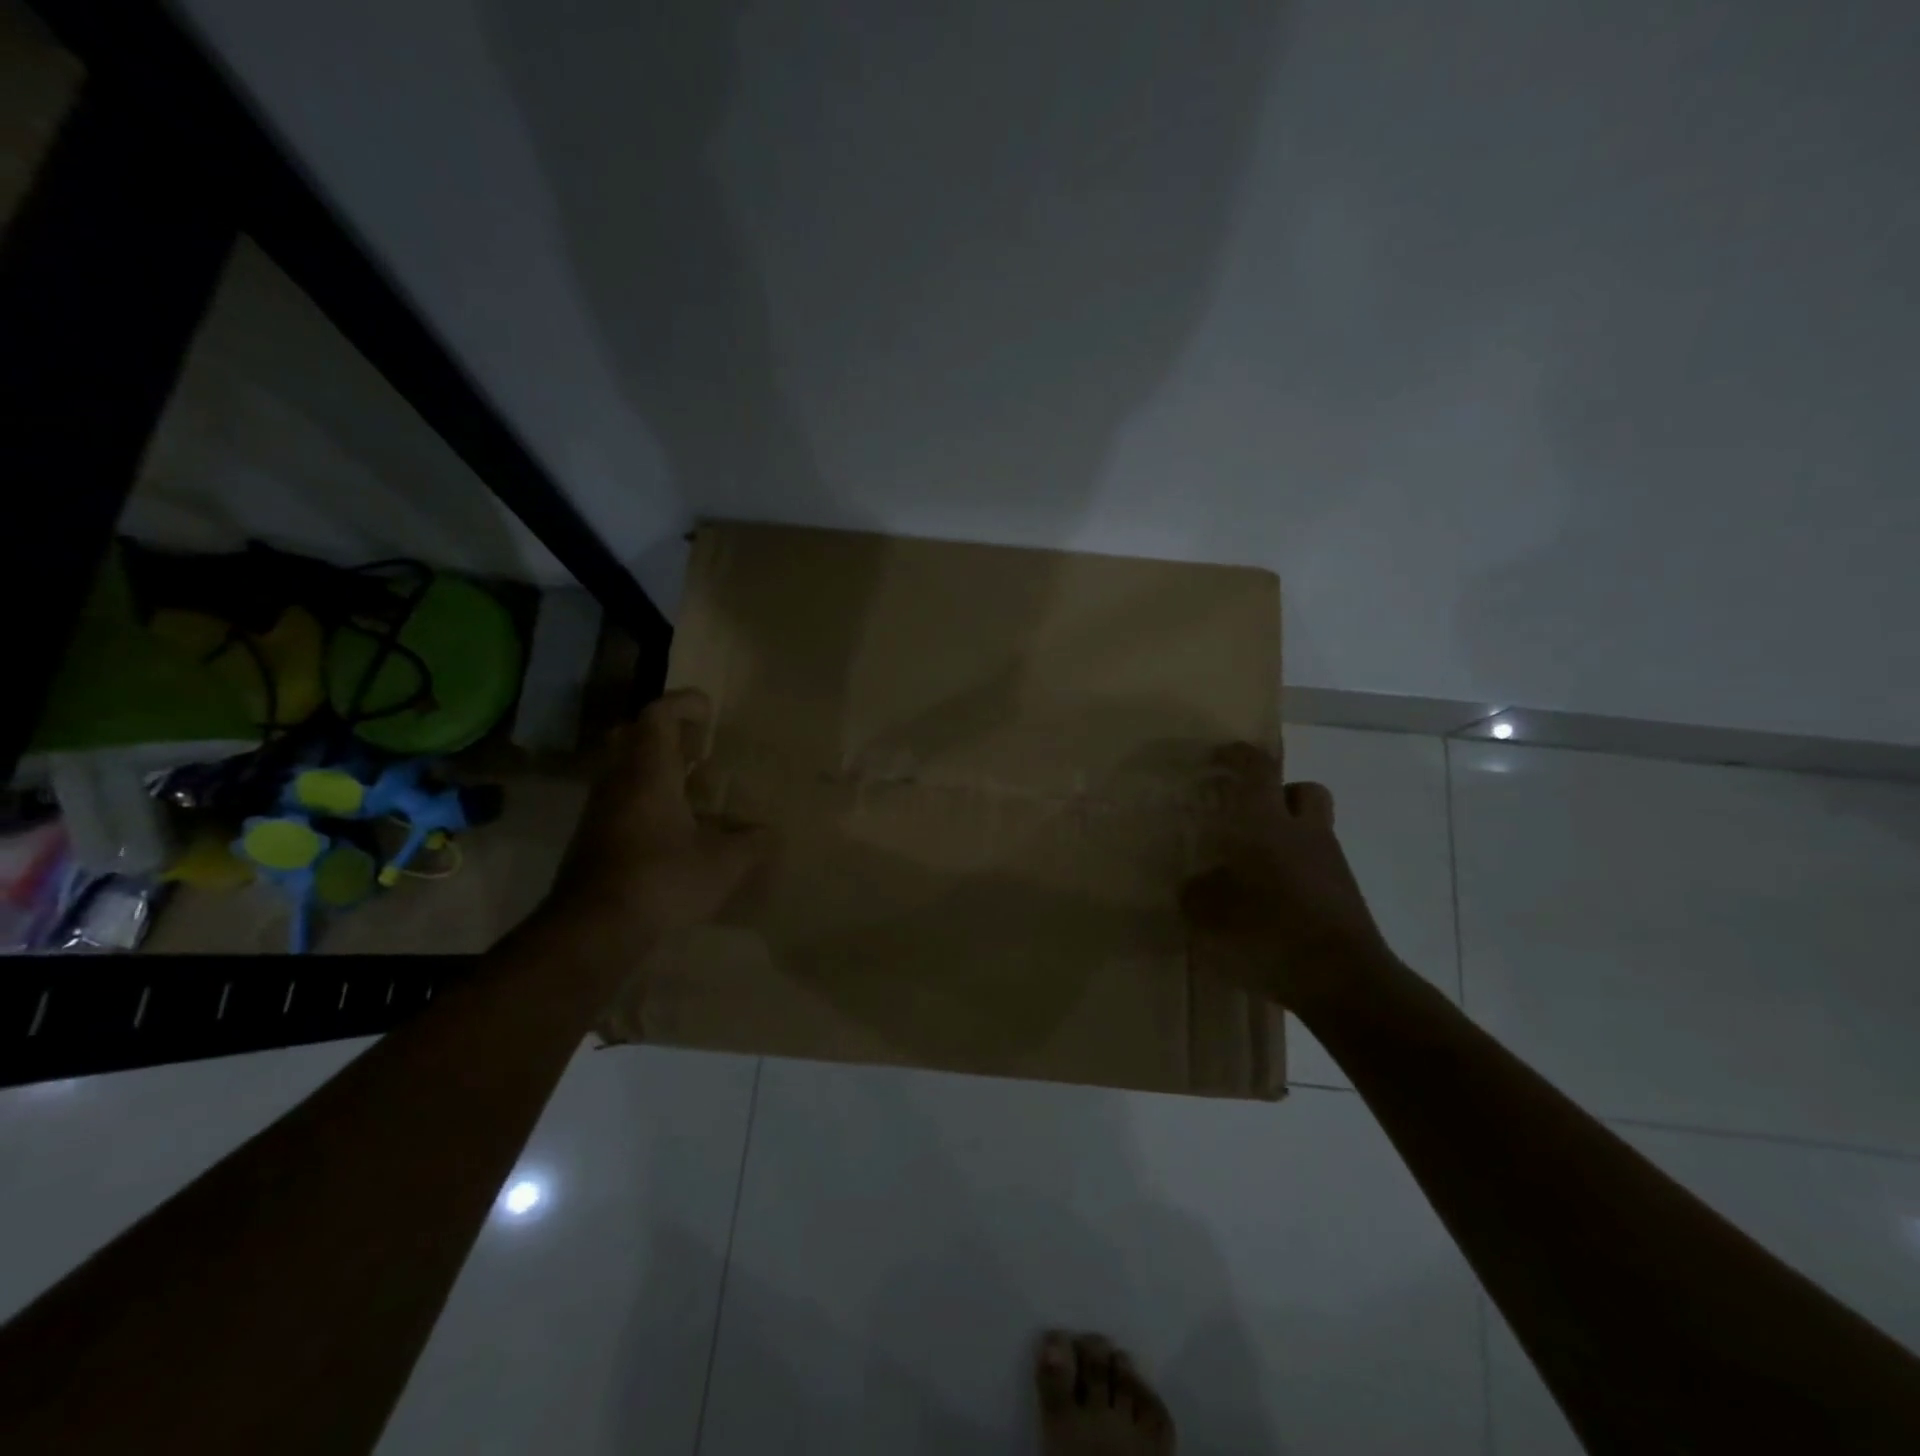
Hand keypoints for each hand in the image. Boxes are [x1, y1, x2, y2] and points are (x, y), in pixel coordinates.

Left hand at [539, 689, 773, 964]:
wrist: (594, 929)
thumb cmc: (662, 879)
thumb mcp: (723, 863)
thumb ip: (751, 843)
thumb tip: (770, 834)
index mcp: (648, 773)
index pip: (658, 717)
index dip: (683, 704)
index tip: (709, 708)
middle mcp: (618, 783)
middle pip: (632, 737)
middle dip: (664, 733)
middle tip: (696, 745)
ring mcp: (600, 812)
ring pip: (624, 771)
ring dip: (656, 769)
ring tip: (693, 787)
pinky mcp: (593, 839)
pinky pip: (621, 801)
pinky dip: (647, 799)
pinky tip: (675, 827)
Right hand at [1181, 741, 1395, 1009]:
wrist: (1344, 981)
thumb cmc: (1269, 933)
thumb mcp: (1209, 916)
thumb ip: (1195, 895)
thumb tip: (1193, 886)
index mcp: (1268, 825)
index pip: (1258, 771)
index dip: (1239, 757)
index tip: (1220, 756)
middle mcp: (1305, 834)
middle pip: (1303, 792)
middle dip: (1278, 794)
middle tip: (1249, 815)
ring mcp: (1331, 865)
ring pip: (1312, 830)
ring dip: (1287, 837)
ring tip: (1253, 867)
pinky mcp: (1344, 896)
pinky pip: (1317, 868)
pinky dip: (1296, 873)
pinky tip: (1272, 903)